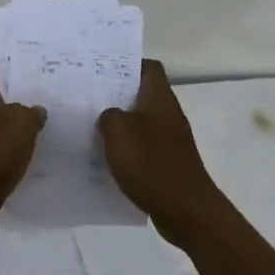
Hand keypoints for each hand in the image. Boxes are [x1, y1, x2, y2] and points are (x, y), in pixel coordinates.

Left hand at [0, 64, 45, 230]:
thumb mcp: (23, 123)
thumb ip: (32, 112)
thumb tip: (36, 110)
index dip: (0, 68)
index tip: (22, 71)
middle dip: (14, 98)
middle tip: (40, 98)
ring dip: (13, 125)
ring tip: (39, 126)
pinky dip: (10, 149)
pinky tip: (28, 153)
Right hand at [98, 61, 225, 246]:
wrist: (186, 210)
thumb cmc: (151, 164)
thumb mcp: (119, 133)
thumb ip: (109, 116)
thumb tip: (109, 114)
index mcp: (159, 98)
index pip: (148, 68)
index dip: (127, 64)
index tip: (102, 71)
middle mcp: (168, 114)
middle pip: (142, 94)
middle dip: (116, 95)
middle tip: (88, 99)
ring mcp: (170, 139)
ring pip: (141, 121)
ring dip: (120, 124)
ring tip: (91, 127)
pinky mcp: (168, 162)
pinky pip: (144, 147)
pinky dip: (127, 149)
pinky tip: (107, 159)